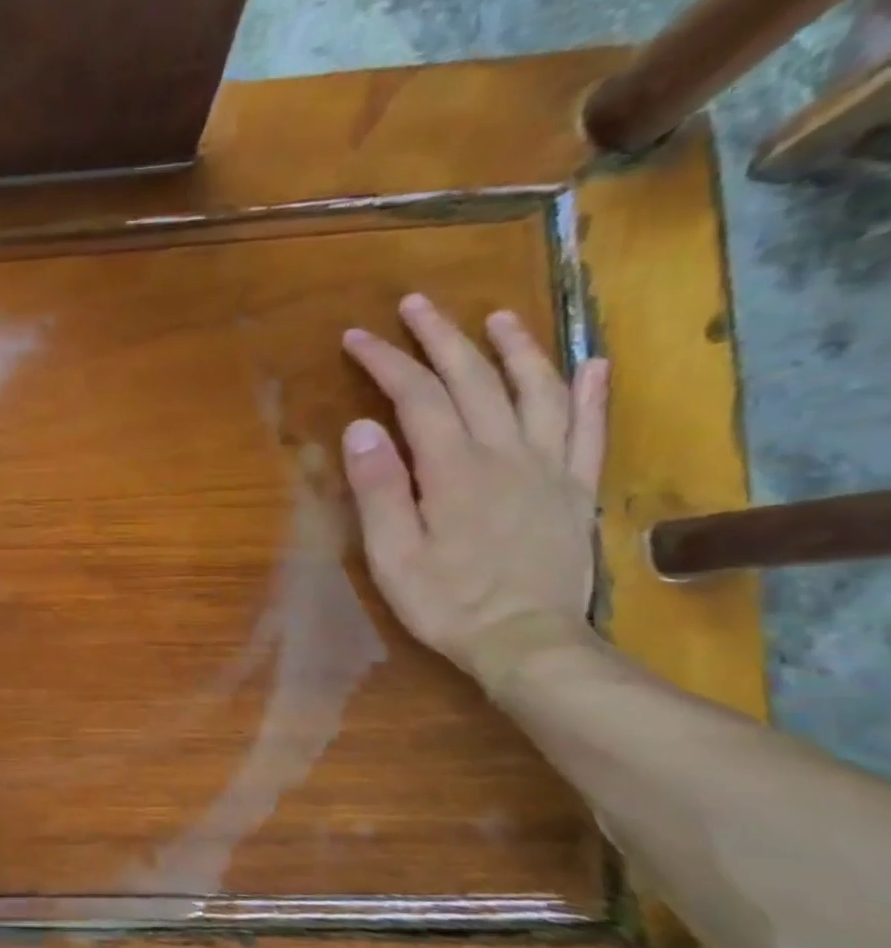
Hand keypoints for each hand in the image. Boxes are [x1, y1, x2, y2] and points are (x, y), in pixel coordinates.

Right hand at [340, 294, 608, 692]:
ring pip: (537, 390)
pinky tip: (590, 362)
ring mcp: (549, 467)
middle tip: (416, 304)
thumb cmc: (445, 602)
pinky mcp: (575, 489)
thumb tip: (361, 427)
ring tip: (496, 317)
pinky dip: (590, 391)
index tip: (357, 337)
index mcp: (453, 469)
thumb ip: (379, 488)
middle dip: (441, 337)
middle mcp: (506, 454)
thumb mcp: (391, 554)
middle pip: (474, 379)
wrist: (526, 643)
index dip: (386, 361)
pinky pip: (589, 429)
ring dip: (515, 348)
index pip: (415, 397)